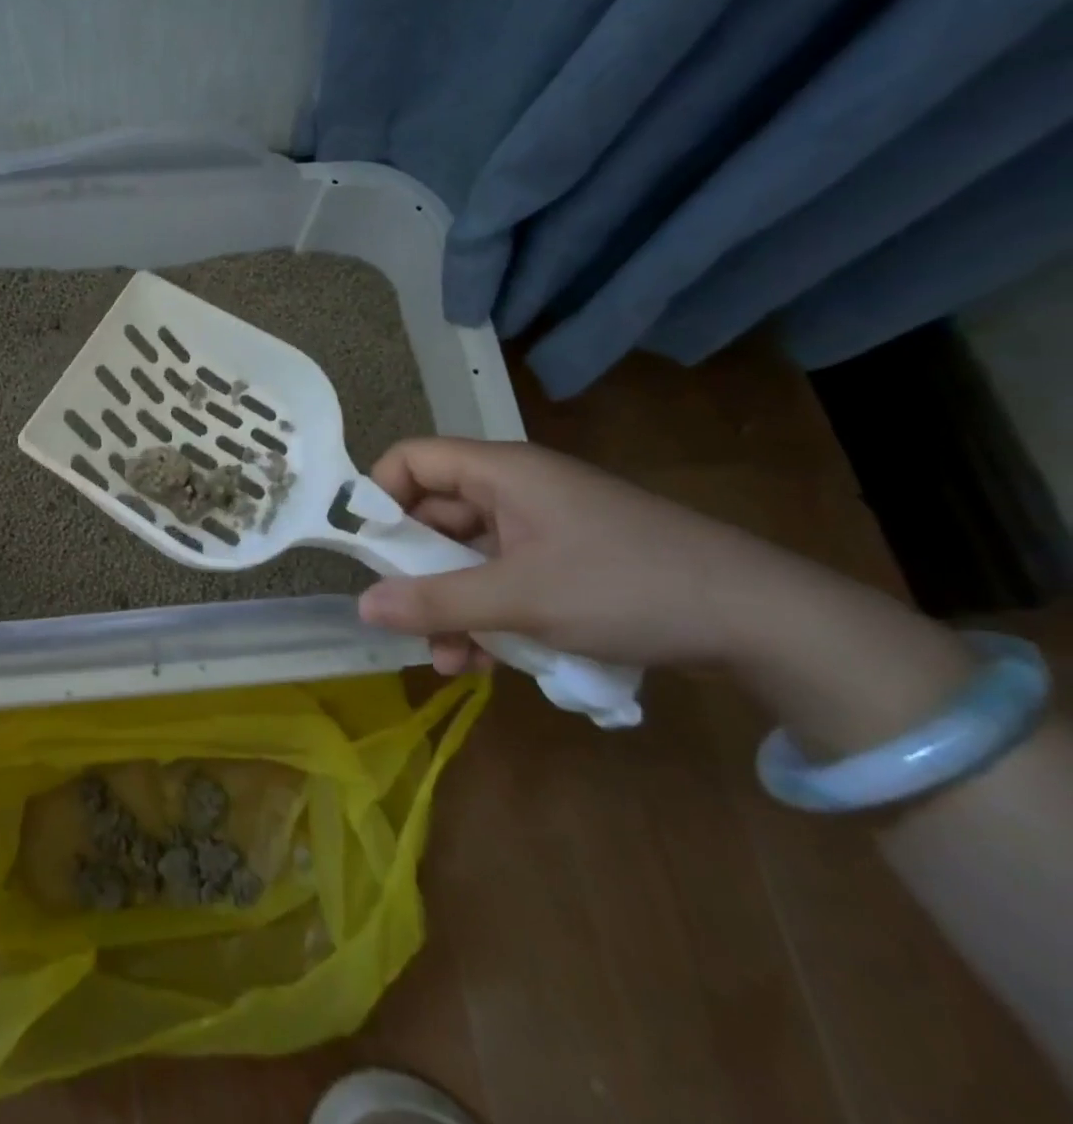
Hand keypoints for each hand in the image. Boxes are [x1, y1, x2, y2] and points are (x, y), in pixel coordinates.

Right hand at [356, 437, 806, 673]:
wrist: (760, 619)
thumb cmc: (626, 586)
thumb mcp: (521, 598)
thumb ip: (436, 603)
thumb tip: (363, 606)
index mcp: (501, 472)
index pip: (412, 460)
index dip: (378, 496)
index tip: (365, 551)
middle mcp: (514, 491)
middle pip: (434, 514)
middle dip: (413, 570)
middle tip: (401, 617)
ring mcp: (540, 529)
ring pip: (466, 556)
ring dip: (449, 605)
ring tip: (447, 660)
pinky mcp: (563, 563)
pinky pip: (501, 579)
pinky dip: (486, 615)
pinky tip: (485, 663)